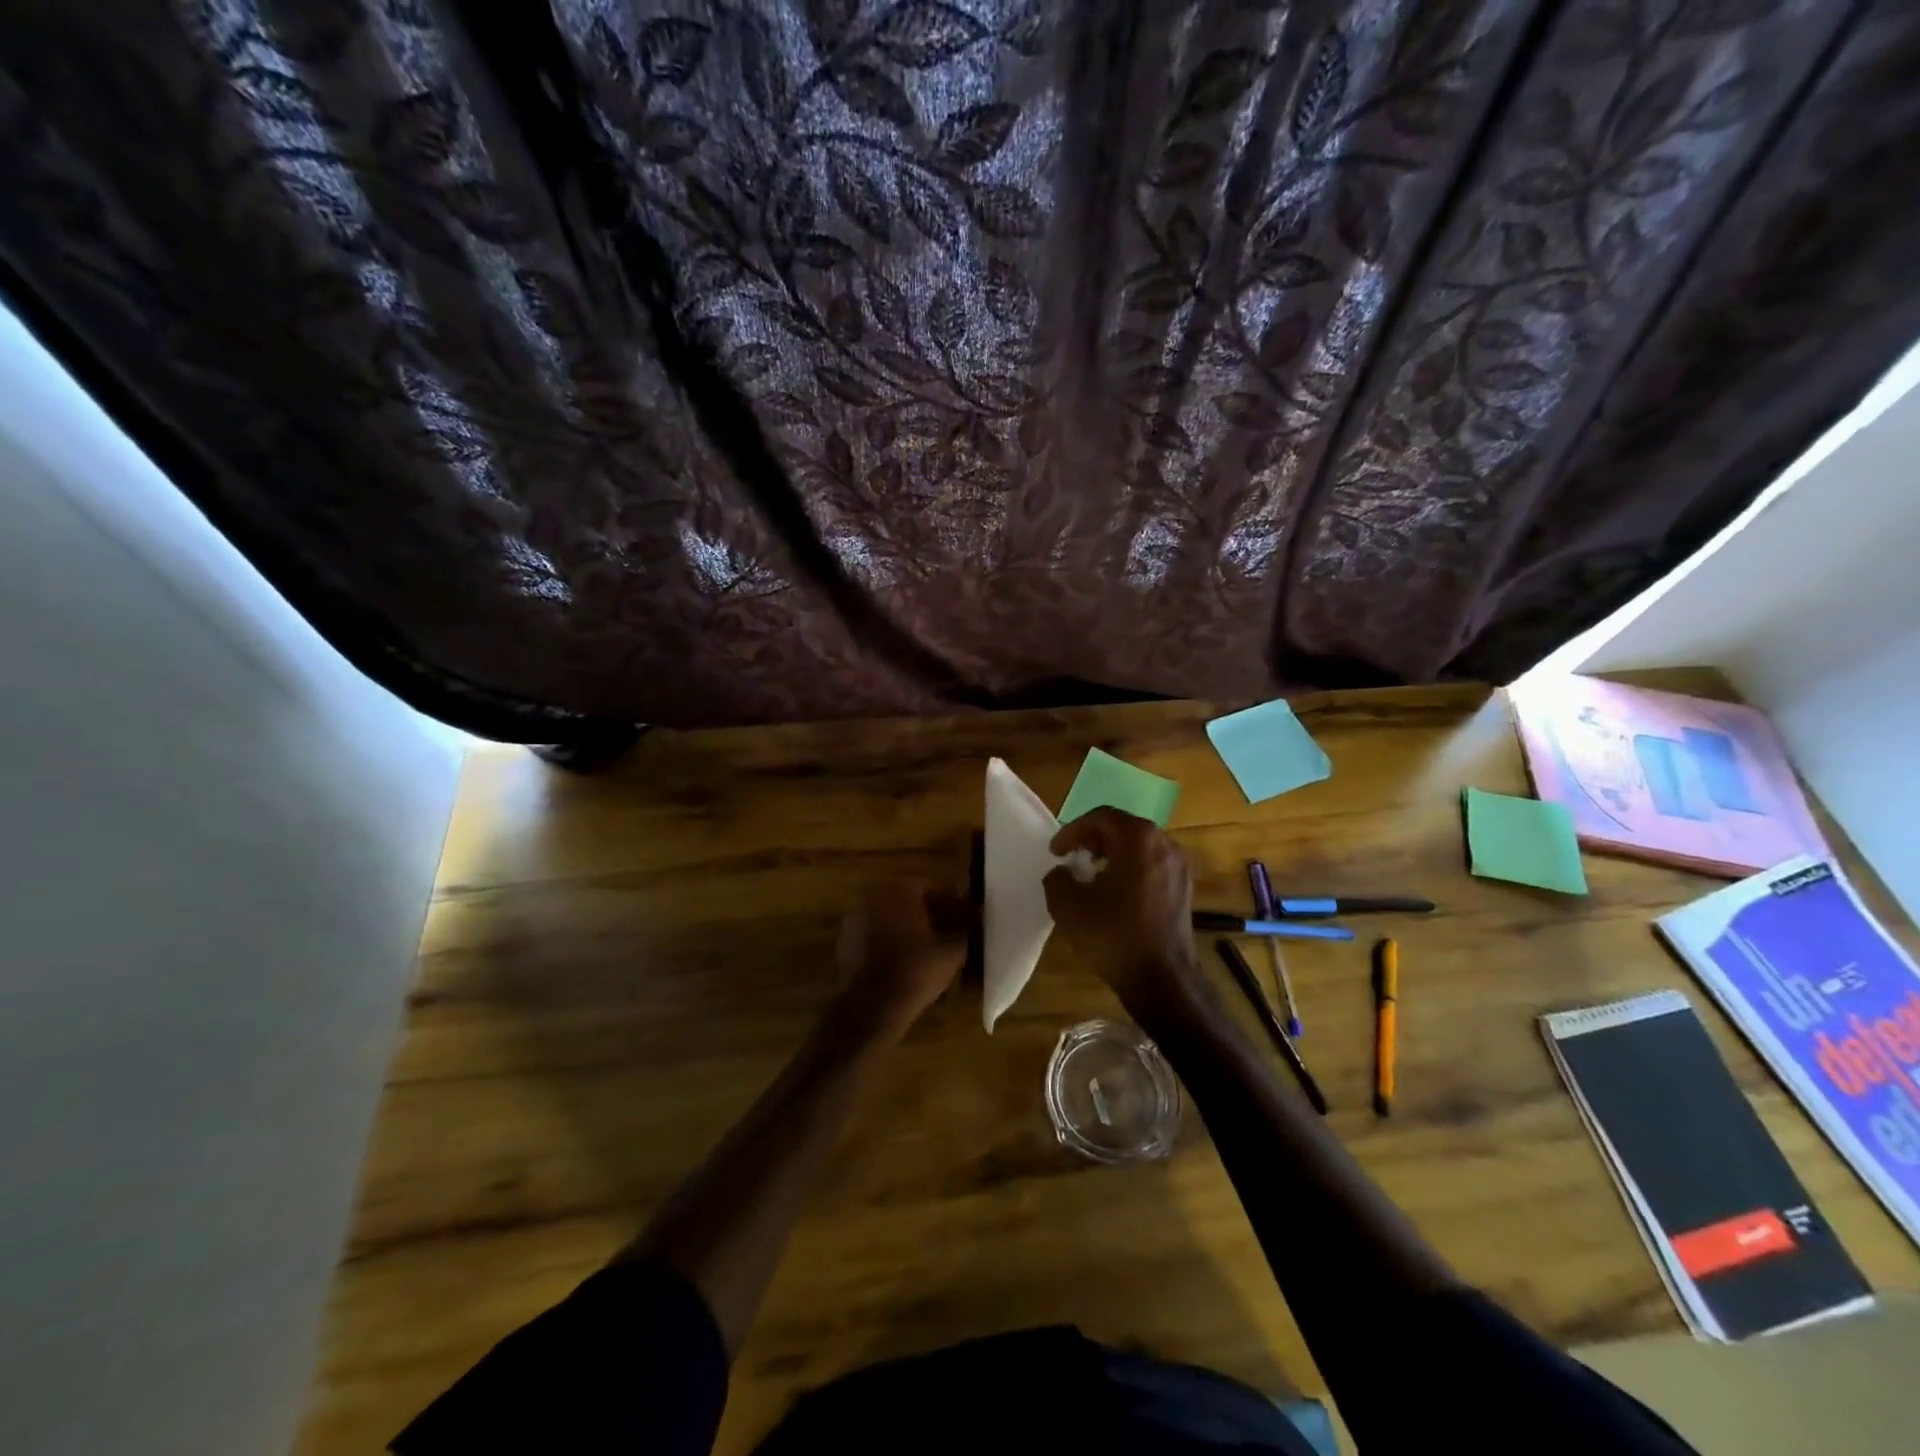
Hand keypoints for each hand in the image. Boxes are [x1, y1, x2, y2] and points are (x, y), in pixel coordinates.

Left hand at [834, 883, 967, 1036]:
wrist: (871, 1008)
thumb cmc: (915, 973)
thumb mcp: (952, 950)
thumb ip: (966, 925)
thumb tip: (976, 911)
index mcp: (899, 889)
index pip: (932, 888)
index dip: (951, 904)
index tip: (963, 919)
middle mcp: (873, 895)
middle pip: (909, 900)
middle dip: (929, 913)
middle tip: (947, 934)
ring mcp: (855, 916)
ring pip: (891, 915)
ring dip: (909, 926)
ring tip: (927, 948)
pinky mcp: (845, 939)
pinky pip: (875, 931)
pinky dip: (889, 938)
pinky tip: (904, 958)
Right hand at [1043, 808, 1201, 1010]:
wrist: (1161, 979)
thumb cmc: (1113, 935)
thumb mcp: (1068, 905)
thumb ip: (1057, 878)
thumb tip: (1063, 872)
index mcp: (1138, 839)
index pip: (1100, 818)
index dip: (1072, 831)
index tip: (1056, 852)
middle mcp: (1164, 844)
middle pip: (1122, 828)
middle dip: (1093, 840)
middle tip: (1071, 857)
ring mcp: (1179, 867)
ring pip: (1139, 847)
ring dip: (1112, 854)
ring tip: (1090, 875)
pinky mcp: (1184, 889)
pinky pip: (1152, 865)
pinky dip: (1130, 869)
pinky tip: (1114, 894)